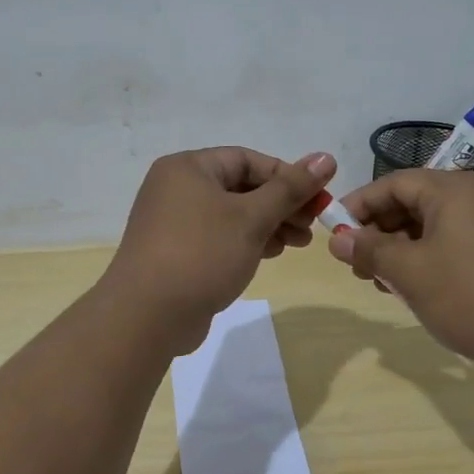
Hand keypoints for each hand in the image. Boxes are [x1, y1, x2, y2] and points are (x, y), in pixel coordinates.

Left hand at [101, 147, 336, 353]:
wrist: (147, 316)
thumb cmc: (202, 254)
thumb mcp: (252, 218)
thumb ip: (290, 188)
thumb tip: (326, 157)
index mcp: (188, 168)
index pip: (248, 159)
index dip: (287, 176)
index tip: (318, 198)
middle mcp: (177, 188)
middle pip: (241, 186)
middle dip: (281, 204)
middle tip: (313, 224)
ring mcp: (174, 222)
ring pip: (233, 214)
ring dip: (269, 224)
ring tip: (299, 243)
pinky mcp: (177, 252)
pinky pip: (220, 236)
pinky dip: (247, 241)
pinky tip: (272, 254)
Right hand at [326, 171, 473, 373]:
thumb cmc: (470, 295)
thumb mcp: (409, 273)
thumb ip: (369, 250)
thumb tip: (337, 238)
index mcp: (452, 189)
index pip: (393, 184)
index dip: (358, 205)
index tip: (333, 233)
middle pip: (412, 201)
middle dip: (378, 231)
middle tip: (356, 265)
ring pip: (432, 225)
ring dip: (400, 249)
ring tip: (381, 282)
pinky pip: (452, 242)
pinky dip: (426, 258)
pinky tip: (415, 288)